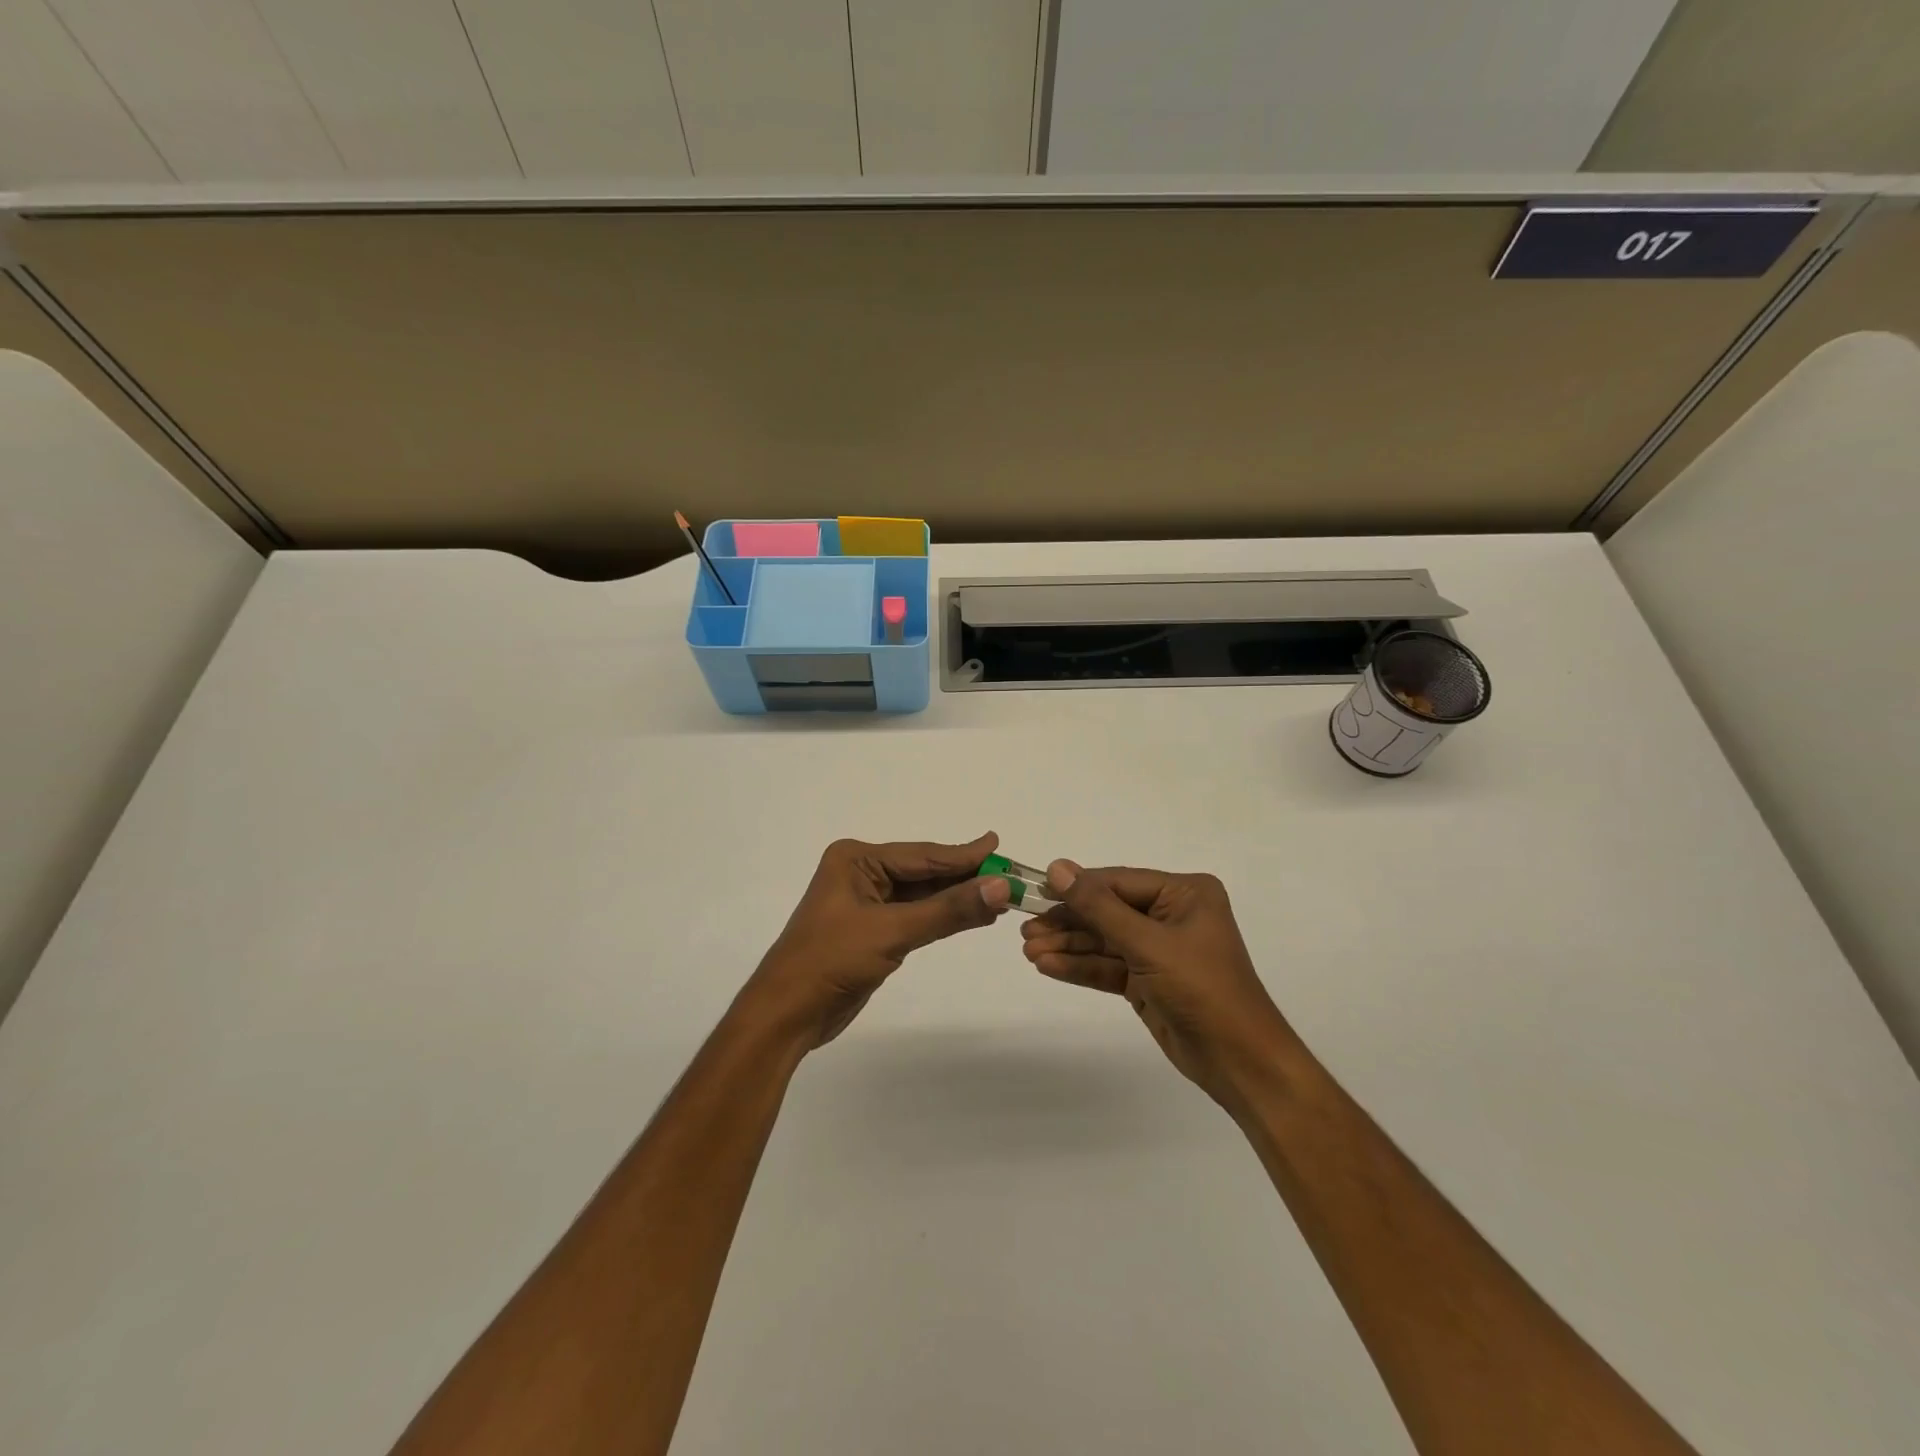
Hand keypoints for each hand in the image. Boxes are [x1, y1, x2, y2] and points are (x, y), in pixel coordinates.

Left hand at [745, 834, 1011, 1047]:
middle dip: (964, 876)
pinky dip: (942, 917)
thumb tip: (1001, 887)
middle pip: (924, 872)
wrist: (787, 1014)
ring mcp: (866, 902)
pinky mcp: (872, 930)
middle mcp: (861, 873)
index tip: (999, 847)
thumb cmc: (831, 961)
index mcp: (856, 859)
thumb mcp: (893, 931)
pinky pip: (915, 916)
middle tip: (1009, 875)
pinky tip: (971, 916)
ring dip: (956, 898)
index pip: (922, 854)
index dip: (964, 854)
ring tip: (999, 895)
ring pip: (922, 895)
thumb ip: (949, 910)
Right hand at [1020, 862, 1294, 1107]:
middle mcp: (1172, 914)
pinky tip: (1047, 966)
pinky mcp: (1149, 980)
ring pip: (1104, 941)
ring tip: (1028, 950)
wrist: (1240, 1063)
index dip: (1076, 887)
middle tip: (1024, 928)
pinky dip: (1080, 968)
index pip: (1118, 882)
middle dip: (1068, 922)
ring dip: (1068, 946)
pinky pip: (1109, 966)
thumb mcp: (1147, 944)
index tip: (1034, 891)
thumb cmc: (1202, 990)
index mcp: (1184, 893)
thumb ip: (1098, 907)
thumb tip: (1057, 867)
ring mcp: (1160, 949)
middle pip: (1108, 911)